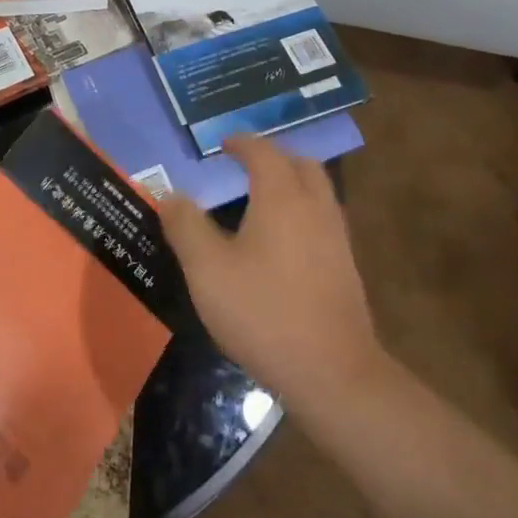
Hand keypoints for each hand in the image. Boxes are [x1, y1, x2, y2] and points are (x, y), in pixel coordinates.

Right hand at [158, 134, 384, 420]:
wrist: (332, 373)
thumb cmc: (263, 312)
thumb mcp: (207, 269)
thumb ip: (186, 226)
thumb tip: (171, 195)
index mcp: (282, 198)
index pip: (264, 153)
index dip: (242, 143)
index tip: (222, 144)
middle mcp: (315, 208)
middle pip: (301, 164)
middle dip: (273, 157)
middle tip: (244, 165)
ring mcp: (336, 239)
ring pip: (317, 192)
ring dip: (291, 183)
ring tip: (260, 198)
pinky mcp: (345, 268)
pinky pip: (322, 219)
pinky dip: (301, 211)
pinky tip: (280, 240)